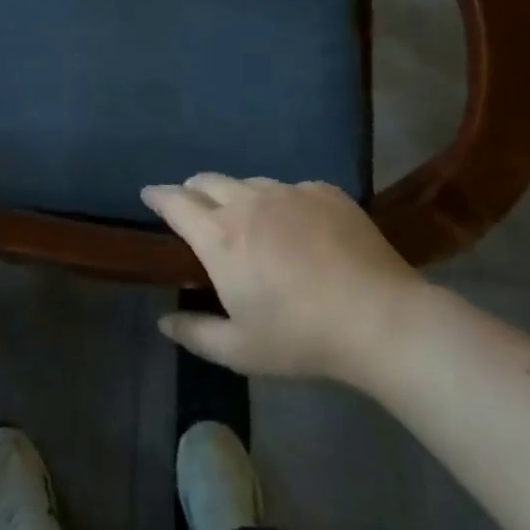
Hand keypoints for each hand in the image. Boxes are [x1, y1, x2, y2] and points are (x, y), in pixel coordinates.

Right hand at [141, 174, 423, 383]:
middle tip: (195, 210)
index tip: (148, 195)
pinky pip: (290, 189)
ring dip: (237, 196)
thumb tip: (163, 320)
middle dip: (193, 190)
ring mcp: (288, 191)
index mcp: (220, 236)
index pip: (175, 201)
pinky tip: (298, 229)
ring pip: (249, 183)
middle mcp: (247, 201)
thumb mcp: (241, 349)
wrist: (381, 319)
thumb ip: (195, 332)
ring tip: (250, 222)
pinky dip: (282, 204)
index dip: (157, 196)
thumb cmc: (301, 337)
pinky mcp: (324, 191)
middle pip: (207, 180)